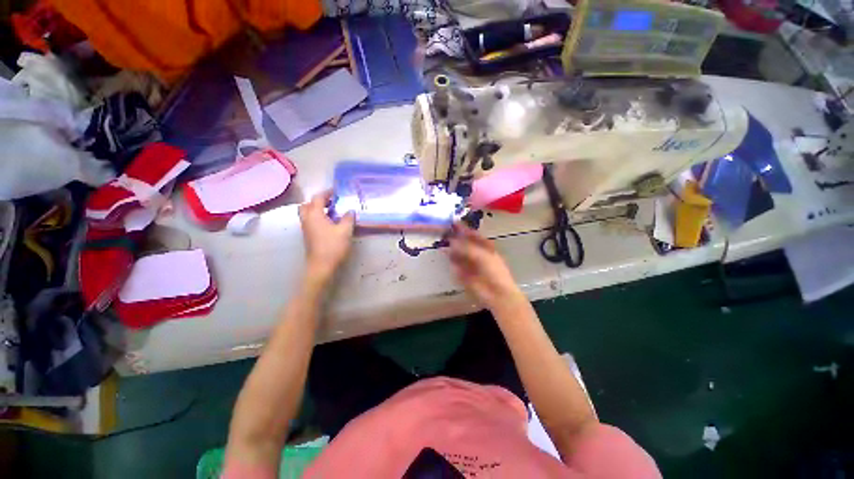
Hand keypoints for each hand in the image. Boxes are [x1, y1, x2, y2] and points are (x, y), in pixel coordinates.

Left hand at [298, 190, 354, 282]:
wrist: (322, 266)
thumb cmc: (333, 246)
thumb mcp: (345, 231)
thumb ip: (348, 218)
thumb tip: (350, 210)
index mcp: (314, 215)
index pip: (318, 198)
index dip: (327, 192)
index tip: (337, 191)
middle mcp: (307, 219)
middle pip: (307, 204)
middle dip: (318, 201)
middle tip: (331, 202)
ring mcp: (306, 228)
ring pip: (308, 213)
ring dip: (318, 209)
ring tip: (332, 212)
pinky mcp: (309, 236)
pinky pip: (310, 221)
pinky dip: (318, 218)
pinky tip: (330, 223)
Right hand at [448, 223, 523, 310]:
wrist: (497, 293)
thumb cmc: (494, 271)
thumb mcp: (482, 255)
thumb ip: (466, 247)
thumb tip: (451, 241)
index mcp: (485, 246)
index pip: (472, 234)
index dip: (463, 229)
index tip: (452, 223)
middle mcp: (476, 253)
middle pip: (463, 244)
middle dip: (455, 239)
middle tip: (444, 233)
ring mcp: (470, 264)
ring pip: (458, 254)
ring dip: (451, 249)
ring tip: (442, 243)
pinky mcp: (464, 274)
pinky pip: (456, 265)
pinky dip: (451, 260)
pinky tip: (445, 254)